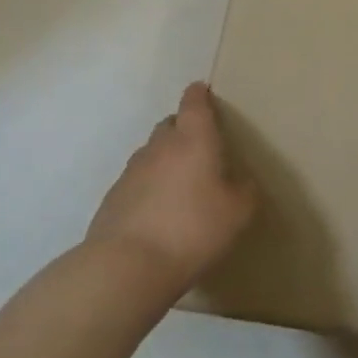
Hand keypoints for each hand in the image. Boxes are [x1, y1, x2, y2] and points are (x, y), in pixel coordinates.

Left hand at [83, 83, 256, 297]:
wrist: (126, 267)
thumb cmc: (192, 229)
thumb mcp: (238, 213)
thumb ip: (245, 191)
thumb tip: (243, 182)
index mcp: (193, 139)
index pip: (194, 103)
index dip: (199, 95)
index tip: (203, 90)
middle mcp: (160, 147)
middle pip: (170, 125)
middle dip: (183, 129)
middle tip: (200, 148)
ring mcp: (131, 172)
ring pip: (151, 154)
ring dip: (165, 160)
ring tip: (179, 185)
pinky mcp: (112, 199)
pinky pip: (136, 183)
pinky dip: (148, 188)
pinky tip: (157, 213)